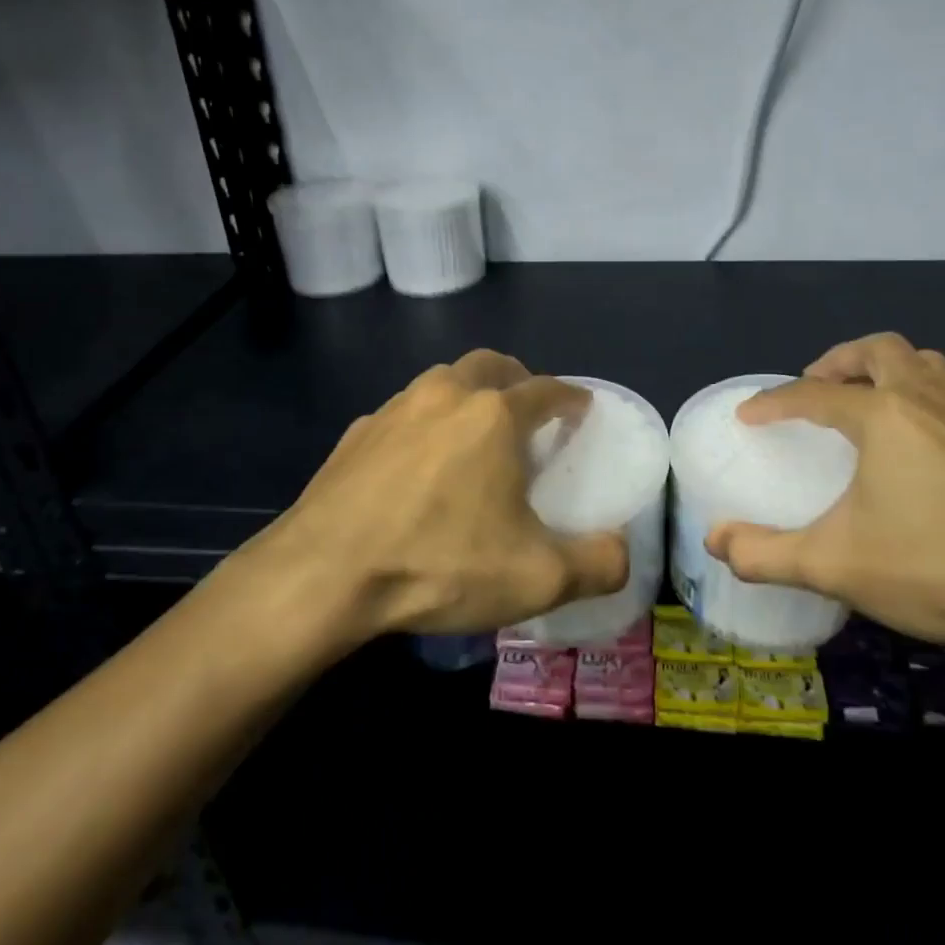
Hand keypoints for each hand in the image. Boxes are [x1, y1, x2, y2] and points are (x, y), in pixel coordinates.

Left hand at [271, 350, 628, 641]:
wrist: (323, 575)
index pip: (546, 388)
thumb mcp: (536, 579)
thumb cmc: (439, 564)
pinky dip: (423, 426)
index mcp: (493, 416)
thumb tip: (621, 554)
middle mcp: (445, 395)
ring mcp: (393, 410)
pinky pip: (402, 415)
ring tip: (473, 436)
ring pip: (442, 382)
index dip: (571, 396)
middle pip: (490, 365)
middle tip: (528, 410)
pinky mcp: (355, 435)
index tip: (581, 408)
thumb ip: (597, 565)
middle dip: (517, 379)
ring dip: (466, 396)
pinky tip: (417, 467)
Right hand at [706, 333, 944, 652]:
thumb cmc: (936, 568)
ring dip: (883, 370)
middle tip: (813, 391)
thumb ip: (766, 554)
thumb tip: (715, 541)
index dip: (774, 402)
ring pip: (922, 364)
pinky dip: (915, 395)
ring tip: (859, 405)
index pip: (813, 394)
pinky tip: (907, 447)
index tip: (748, 416)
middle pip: (879, 351)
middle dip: (838, 362)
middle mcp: (928, 402)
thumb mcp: (835, 565)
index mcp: (885, 417)